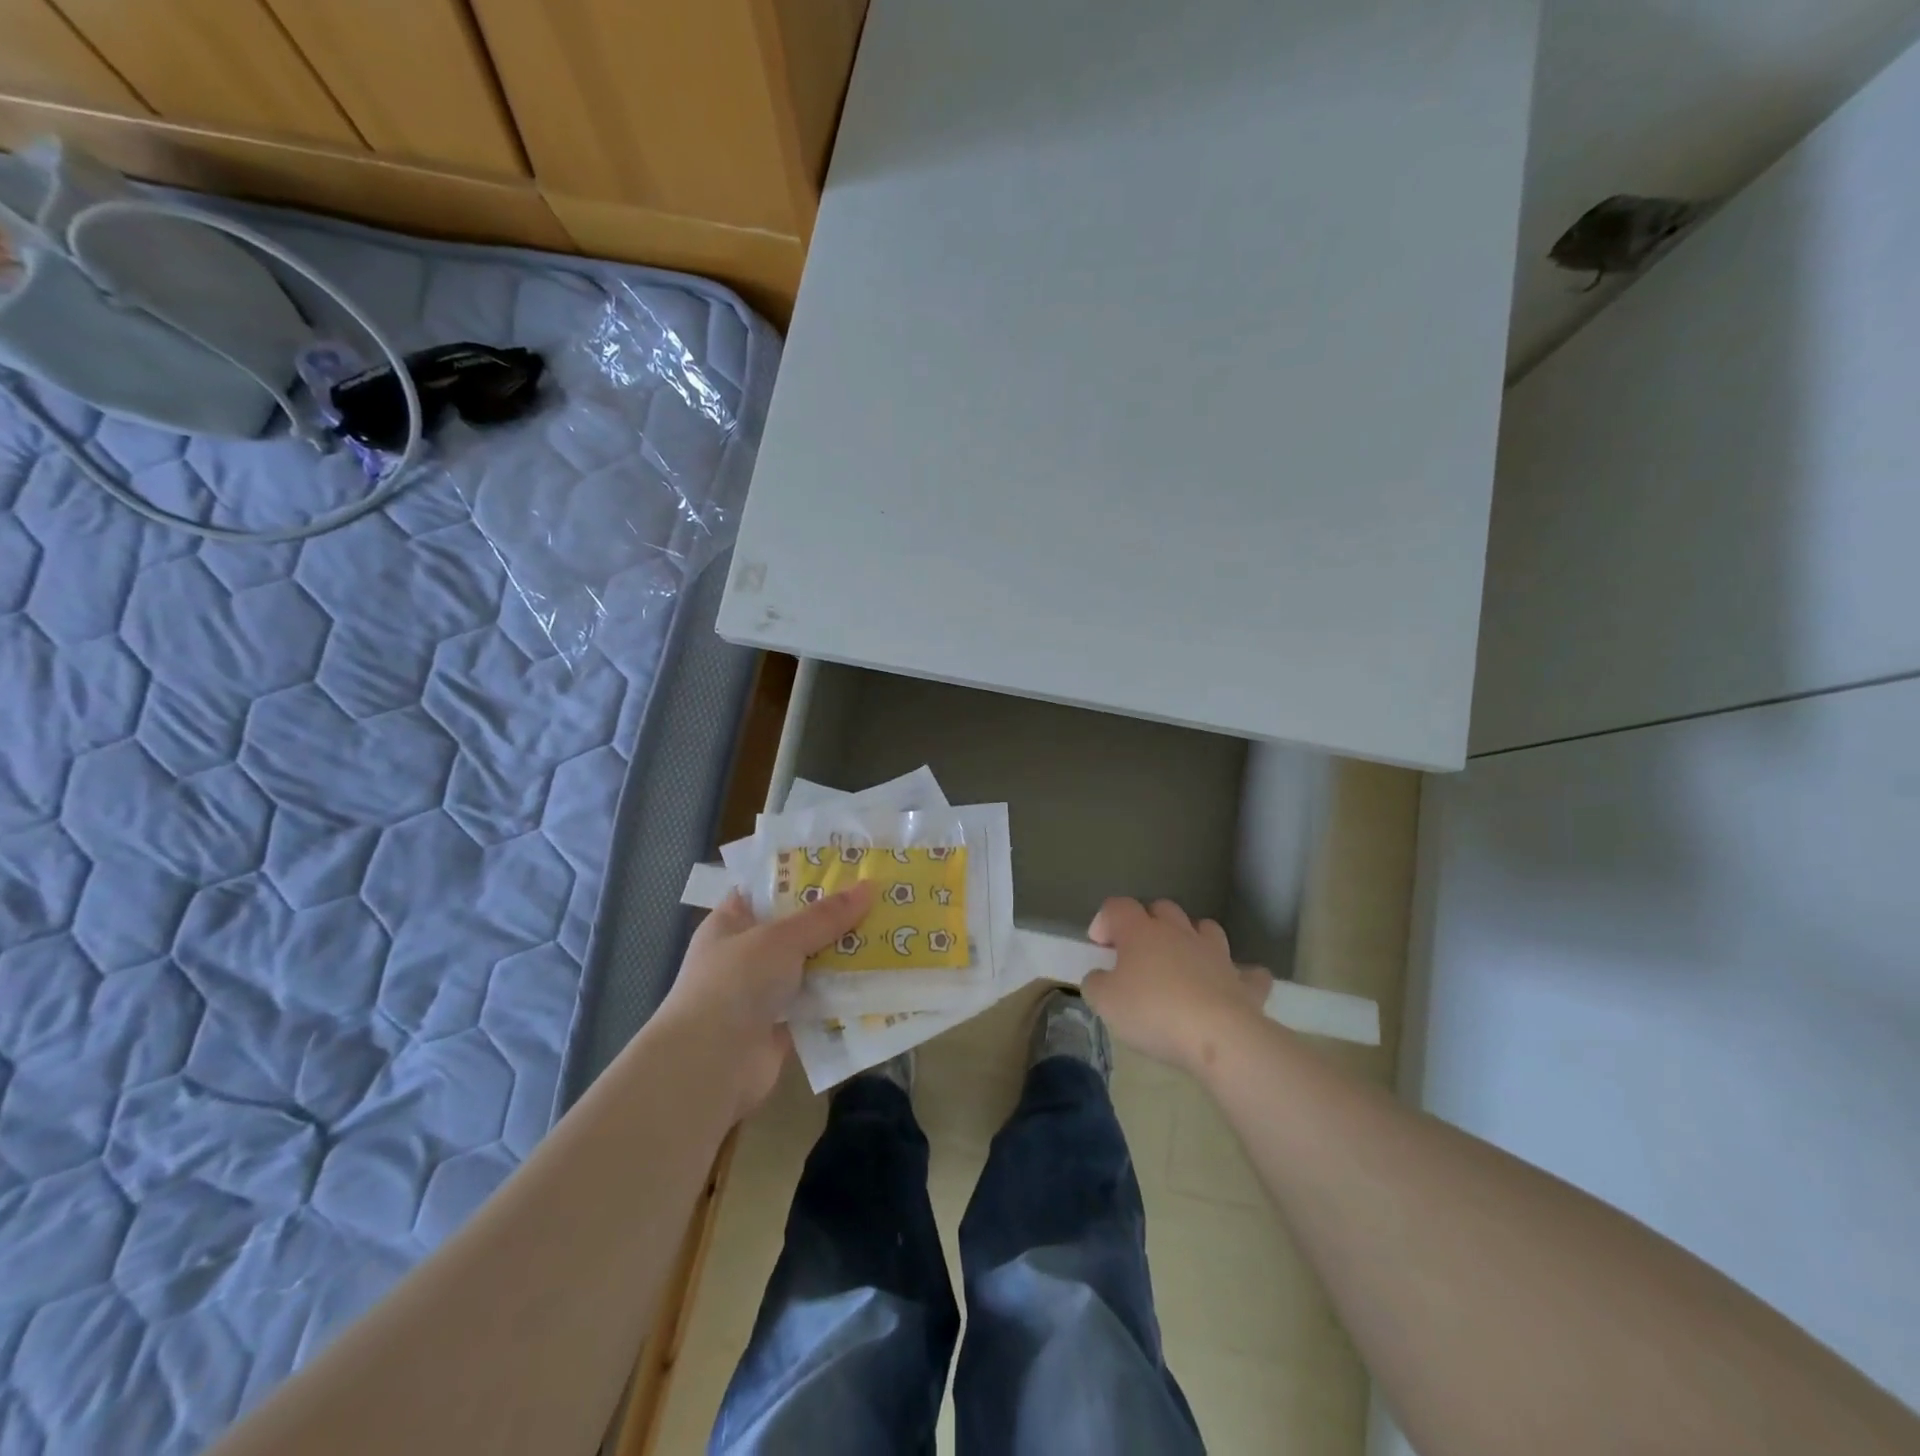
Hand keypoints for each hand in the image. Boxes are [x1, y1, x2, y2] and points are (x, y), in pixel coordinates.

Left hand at [659, 882, 874, 1120]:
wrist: (710, 1066)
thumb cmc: (734, 984)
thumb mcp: (780, 938)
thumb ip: (824, 916)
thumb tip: (869, 886)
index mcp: (731, 922)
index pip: (766, 889)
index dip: (801, 875)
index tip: (843, 864)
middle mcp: (746, 954)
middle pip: (796, 928)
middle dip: (834, 917)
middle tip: (880, 896)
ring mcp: (764, 992)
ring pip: (812, 966)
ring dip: (844, 957)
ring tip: (890, 934)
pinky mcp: (784, 1025)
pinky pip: (820, 1002)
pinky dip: (843, 995)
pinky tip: (880, 980)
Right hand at [1082, 897, 1272, 1074]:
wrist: (1218, 1037)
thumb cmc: (1153, 1012)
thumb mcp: (1105, 1001)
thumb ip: (1096, 983)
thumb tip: (1101, 977)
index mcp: (1141, 932)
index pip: (1118, 907)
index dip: (1105, 920)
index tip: (1099, 946)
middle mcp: (1179, 932)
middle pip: (1162, 908)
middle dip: (1148, 922)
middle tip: (1138, 953)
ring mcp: (1216, 954)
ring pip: (1206, 928)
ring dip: (1193, 938)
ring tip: (1183, 962)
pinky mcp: (1244, 982)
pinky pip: (1247, 972)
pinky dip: (1240, 976)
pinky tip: (1232, 988)